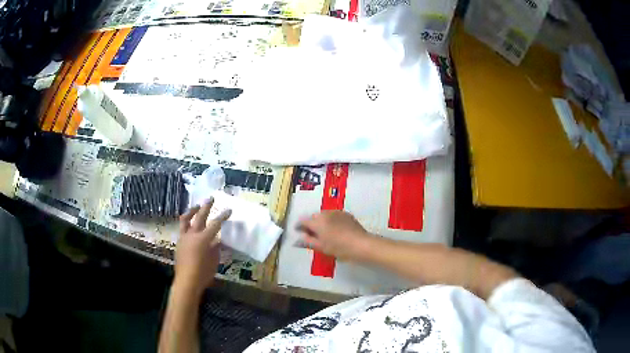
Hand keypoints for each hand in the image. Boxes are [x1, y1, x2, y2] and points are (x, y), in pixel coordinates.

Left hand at [175, 198, 230, 295]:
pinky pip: (182, 229)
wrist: (187, 281)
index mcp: (203, 238)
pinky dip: (187, 224)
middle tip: (210, 198)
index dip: (223, 216)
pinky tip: (191, 226)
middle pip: (200, 216)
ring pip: (186, 220)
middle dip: (206, 207)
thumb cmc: (203, 273)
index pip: (215, 224)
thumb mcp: (214, 260)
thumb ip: (216, 248)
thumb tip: (217, 241)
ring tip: (196, 206)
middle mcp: (192, 234)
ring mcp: (184, 237)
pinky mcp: (179, 243)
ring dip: (191, 211)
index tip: (229, 210)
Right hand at [298, 211, 372, 261]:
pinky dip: (332, 221)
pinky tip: (336, 230)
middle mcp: (325, 213)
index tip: (298, 231)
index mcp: (317, 222)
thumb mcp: (321, 247)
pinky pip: (334, 216)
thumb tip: (296, 240)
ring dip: (322, 221)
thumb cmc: (339, 247)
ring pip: (324, 215)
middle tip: (312, 234)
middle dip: (311, 224)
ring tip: (324, 232)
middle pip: (314, 217)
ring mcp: (337, 212)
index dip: (299, 226)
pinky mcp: (346, 214)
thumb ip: (307, 242)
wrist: (361, 244)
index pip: (303, 221)